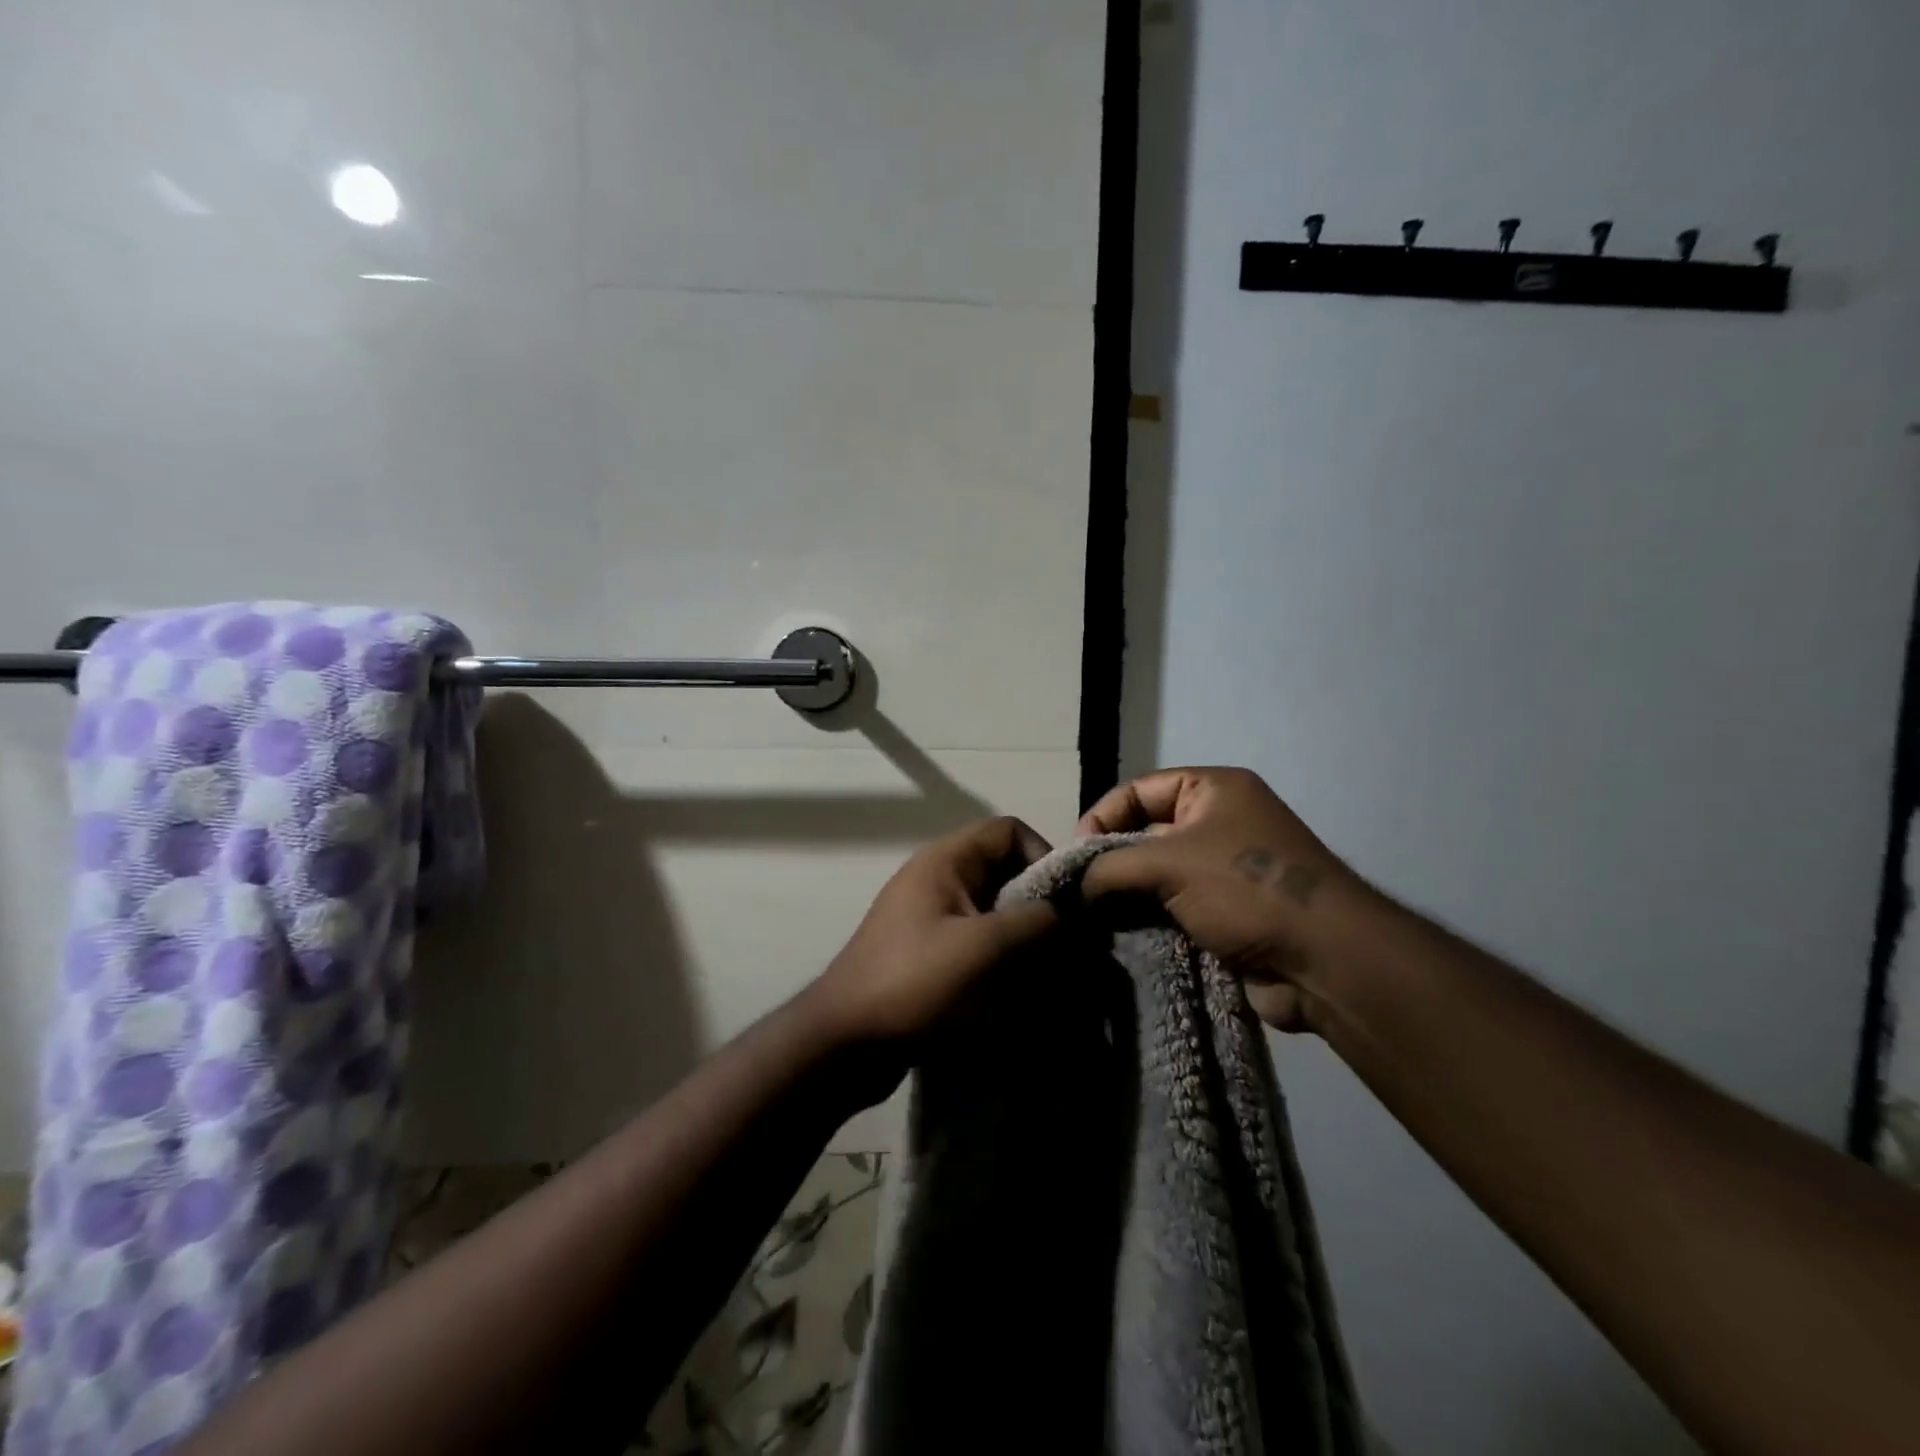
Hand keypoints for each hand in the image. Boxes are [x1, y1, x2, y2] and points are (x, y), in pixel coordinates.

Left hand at [807, 816, 1058, 1053]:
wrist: (844, 1043)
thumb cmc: (915, 983)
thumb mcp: (985, 948)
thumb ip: (1039, 923)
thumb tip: (1078, 915)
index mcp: (946, 861)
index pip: (1009, 832)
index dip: (1044, 857)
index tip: (1066, 904)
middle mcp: (939, 880)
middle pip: (1006, 875)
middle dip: (1040, 911)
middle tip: (1066, 951)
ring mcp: (933, 919)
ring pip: (997, 916)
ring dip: (1025, 944)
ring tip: (1046, 982)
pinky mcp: (931, 956)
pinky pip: (980, 947)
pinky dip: (1003, 966)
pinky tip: (1018, 1001)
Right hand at [1078, 767, 1370, 1029]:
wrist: (1325, 962)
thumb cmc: (1246, 889)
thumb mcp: (1168, 863)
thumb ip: (1111, 867)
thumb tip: (1076, 887)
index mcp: (1213, 790)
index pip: (1139, 790)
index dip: (1102, 816)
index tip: (1075, 855)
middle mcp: (1219, 823)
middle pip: (1145, 832)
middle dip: (1111, 861)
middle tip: (1077, 892)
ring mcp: (1224, 870)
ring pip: (1156, 876)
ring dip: (1126, 896)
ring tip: (1092, 919)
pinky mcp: (1226, 913)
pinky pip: (1173, 908)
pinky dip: (1147, 921)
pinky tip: (1120, 937)